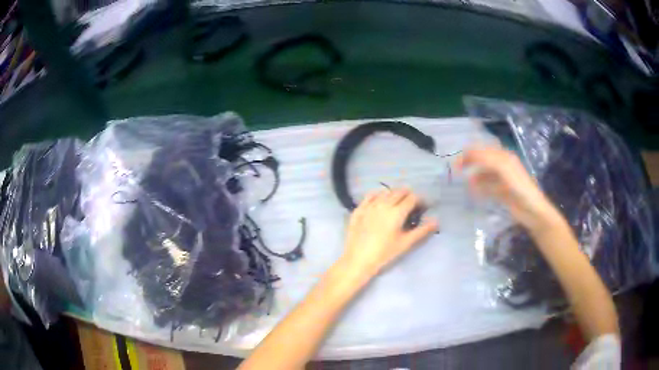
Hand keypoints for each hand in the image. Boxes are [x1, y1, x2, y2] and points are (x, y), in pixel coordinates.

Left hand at [339, 189, 437, 278]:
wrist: (358, 260)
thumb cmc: (384, 253)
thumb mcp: (405, 243)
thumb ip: (422, 230)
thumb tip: (436, 220)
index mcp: (397, 212)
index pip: (413, 198)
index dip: (421, 200)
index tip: (423, 207)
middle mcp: (383, 204)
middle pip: (399, 191)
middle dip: (408, 196)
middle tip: (412, 206)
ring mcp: (369, 205)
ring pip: (385, 192)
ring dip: (394, 194)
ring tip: (397, 204)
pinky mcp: (358, 209)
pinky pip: (370, 196)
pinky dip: (378, 195)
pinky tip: (380, 201)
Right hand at [455, 147, 560, 231]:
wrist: (532, 210)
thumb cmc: (520, 186)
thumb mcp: (503, 168)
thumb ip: (487, 159)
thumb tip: (468, 153)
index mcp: (504, 157)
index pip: (484, 150)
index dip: (470, 152)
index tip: (456, 161)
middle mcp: (503, 166)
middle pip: (483, 160)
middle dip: (470, 162)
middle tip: (456, 170)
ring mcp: (502, 180)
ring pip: (484, 174)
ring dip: (474, 175)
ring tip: (463, 181)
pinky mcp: (502, 192)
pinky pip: (488, 187)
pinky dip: (479, 187)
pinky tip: (473, 192)